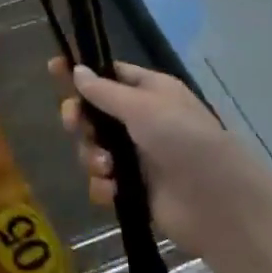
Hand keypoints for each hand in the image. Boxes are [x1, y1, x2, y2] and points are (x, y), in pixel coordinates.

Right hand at [53, 59, 271, 256]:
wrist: (218, 204)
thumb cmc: (184, 141)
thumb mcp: (143, 107)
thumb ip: (104, 92)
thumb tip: (76, 71)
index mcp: (151, 92)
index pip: (110, 75)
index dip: (82, 73)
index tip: (53, 68)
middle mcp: (143, 121)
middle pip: (94, 113)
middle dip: (80, 119)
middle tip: (74, 124)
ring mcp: (138, 157)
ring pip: (94, 148)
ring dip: (92, 156)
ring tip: (108, 168)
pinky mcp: (134, 190)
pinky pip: (102, 181)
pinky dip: (102, 185)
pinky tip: (113, 190)